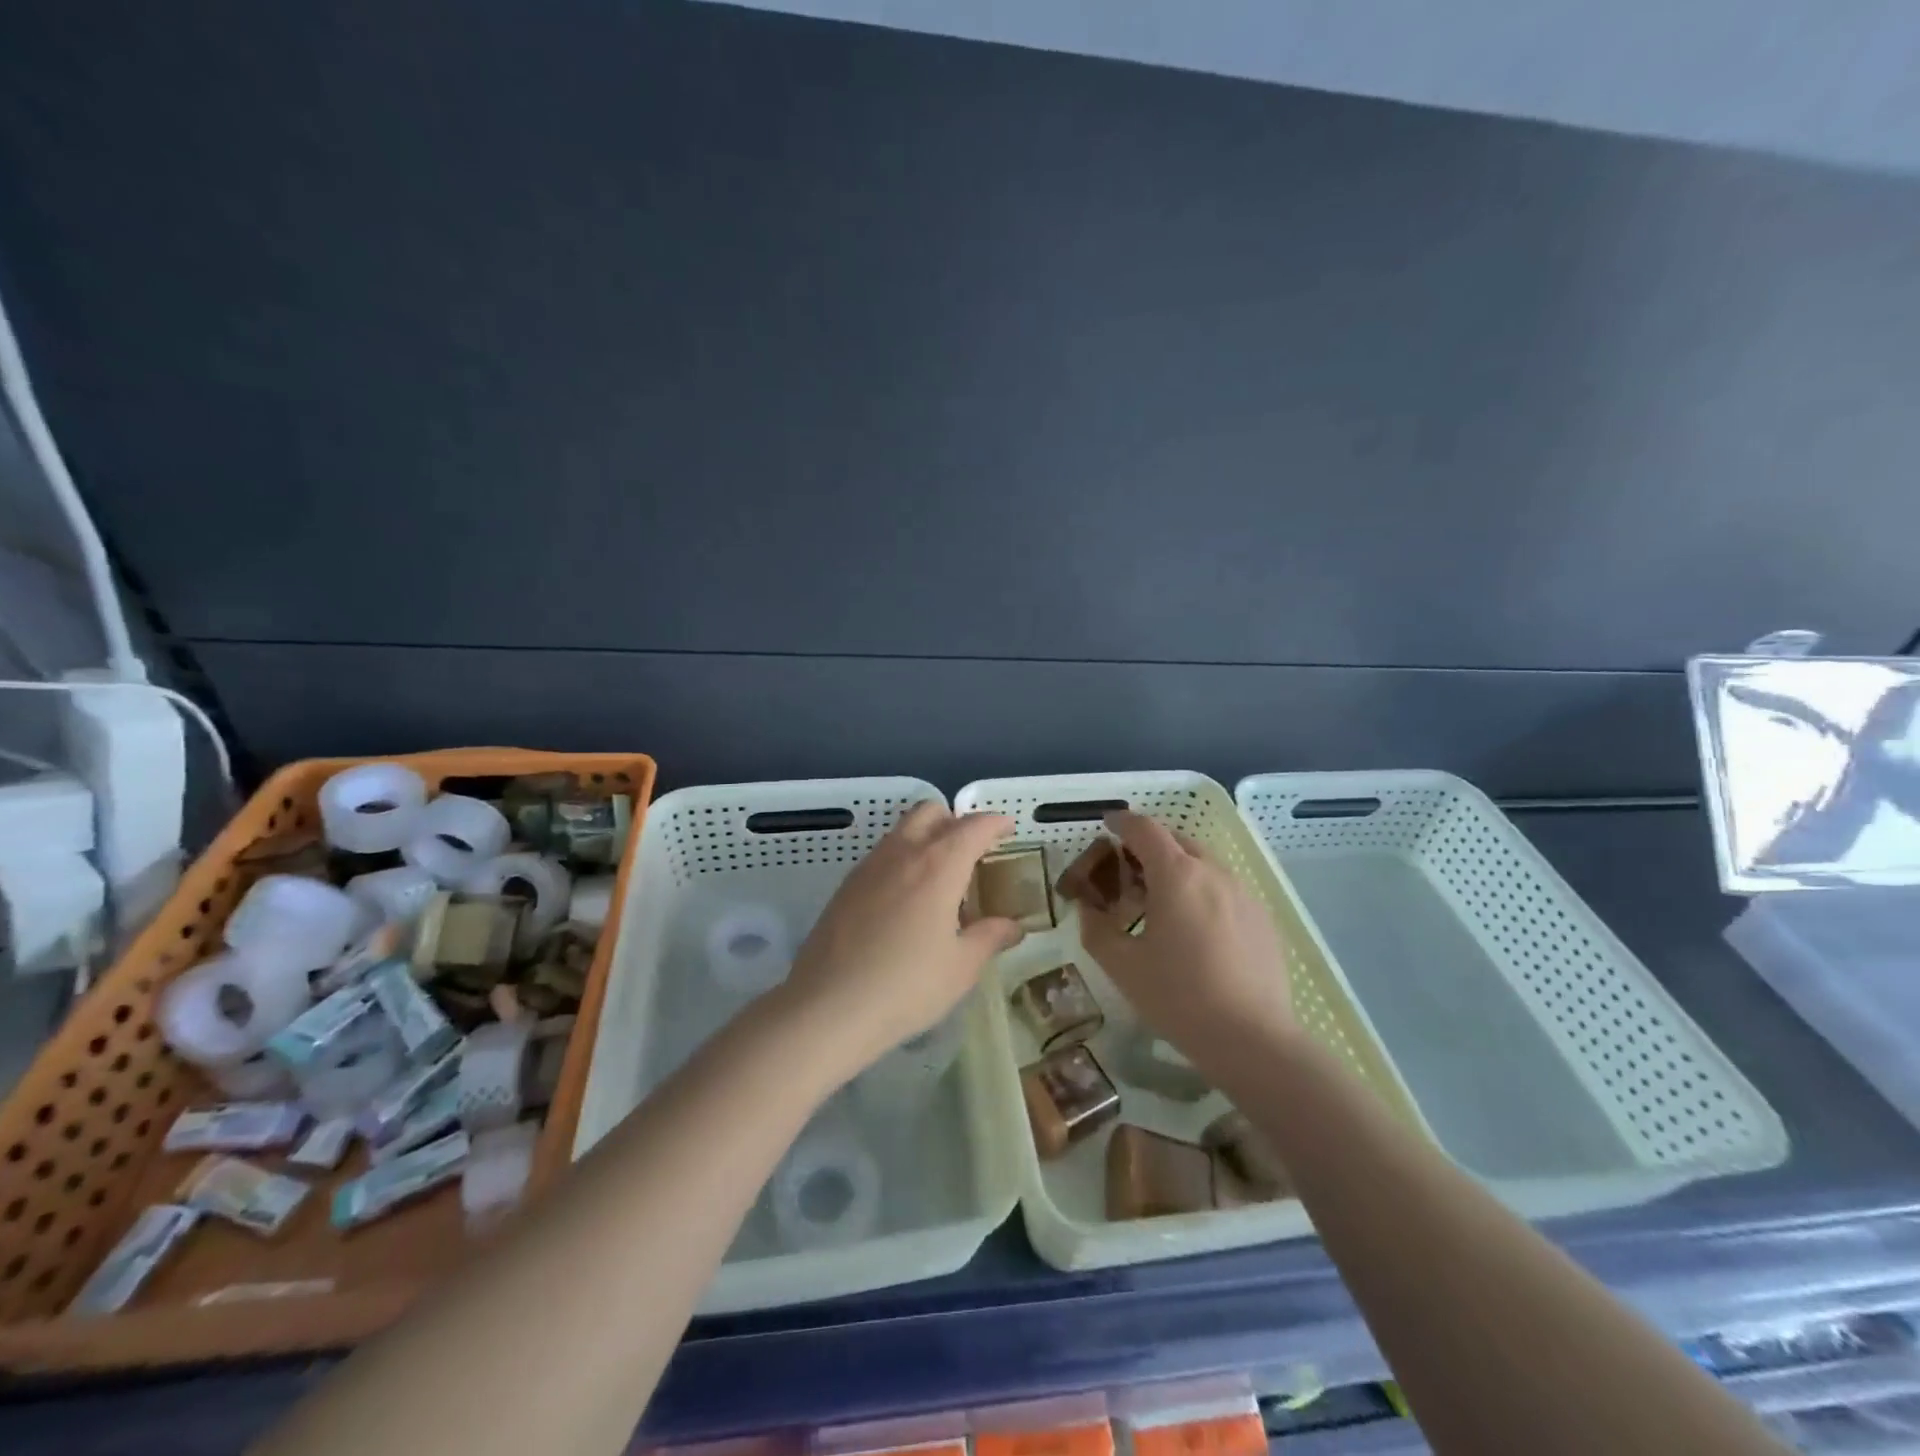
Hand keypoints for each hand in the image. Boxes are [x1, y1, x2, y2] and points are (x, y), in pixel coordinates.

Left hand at [777, 802, 1022, 1082]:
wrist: (828, 1007)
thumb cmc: (906, 986)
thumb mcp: (960, 967)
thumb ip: (990, 937)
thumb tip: (1013, 926)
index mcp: (938, 865)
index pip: (973, 826)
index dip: (995, 822)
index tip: (1008, 830)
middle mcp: (903, 852)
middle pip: (931, 812)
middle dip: (955, 821)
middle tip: (972, 852)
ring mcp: (869, 866)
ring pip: (902, 830)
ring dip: (926, 838)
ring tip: (940, 878)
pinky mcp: (846, 885)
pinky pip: (882, 855)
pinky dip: (902, 860)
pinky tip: (906, 900)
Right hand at [1080, 810, 1296, 1061]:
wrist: (1253, 1040)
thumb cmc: (1179, 998)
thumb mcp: (1122, 966)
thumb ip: (1096, 928)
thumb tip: (1088, 908)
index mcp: (1176, 874)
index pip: (1144, 829)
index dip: (1122, 822)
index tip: (1107, 825)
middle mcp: (1213, 871)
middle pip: (1176, 840)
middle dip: (1149, 846)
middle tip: (1127, 872)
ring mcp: (1243, 893)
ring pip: (1203, 864)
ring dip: (1177, 869)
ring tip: (1161, 903)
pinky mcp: (1263, 917)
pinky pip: (1224, 888)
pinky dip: (1202, 891)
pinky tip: (1195, 929)